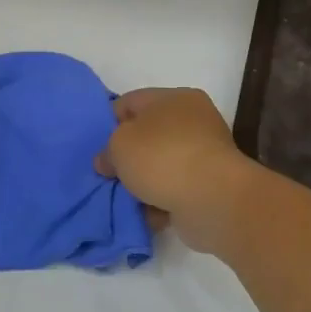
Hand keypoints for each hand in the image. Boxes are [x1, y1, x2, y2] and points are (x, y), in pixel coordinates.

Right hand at [96, 88, 252, 253]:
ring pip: (159, 165)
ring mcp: (203, 154)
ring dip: (141, 182)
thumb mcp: (119, 145)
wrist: (213, 200)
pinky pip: (173, 190)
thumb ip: (107, 149)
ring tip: (123, 197)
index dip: (109, 122)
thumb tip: (108, 162)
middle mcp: (192, 121)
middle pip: (146, 135)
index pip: (131, 102)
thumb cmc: (163, 158)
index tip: (97, 147)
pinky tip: (144, 213)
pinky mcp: (208, 186)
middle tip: (108, 174)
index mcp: (175, 98)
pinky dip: (159, 201)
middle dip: (126, 156)